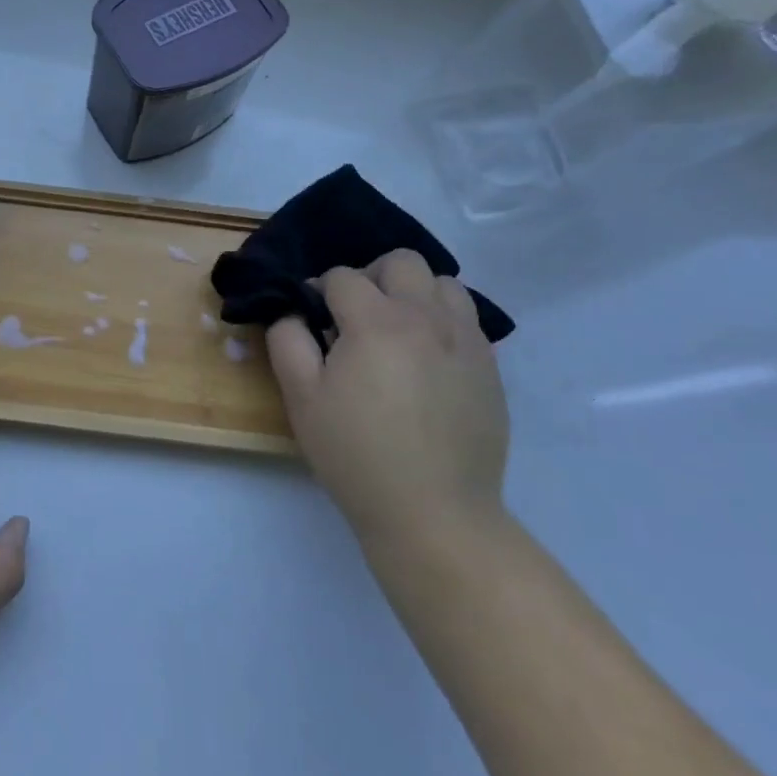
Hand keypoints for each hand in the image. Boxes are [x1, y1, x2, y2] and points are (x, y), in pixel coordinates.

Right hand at [266, 252, 508, 557]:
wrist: (433, 514)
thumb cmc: (356, 454)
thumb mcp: (301, 397)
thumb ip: (287, 340)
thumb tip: (293, 311)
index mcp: (377, 321)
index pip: (342, 276)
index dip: (319, 292)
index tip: (312, 322)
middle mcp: (426, 318)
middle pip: (400, 261)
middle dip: (370, 277)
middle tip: (355, 317)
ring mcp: (465, 341)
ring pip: (442, 283)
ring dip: (413, 294)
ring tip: (396, 331)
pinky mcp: (489, 368)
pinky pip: (466, 319)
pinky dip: (442, 321)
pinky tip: (425, 359)